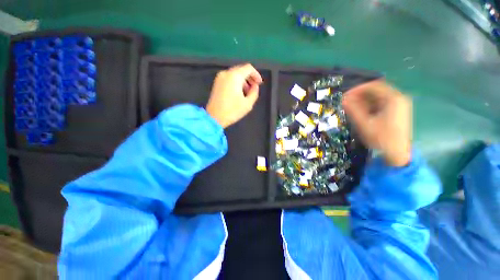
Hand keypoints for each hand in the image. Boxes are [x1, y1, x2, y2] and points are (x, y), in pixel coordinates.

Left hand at [206, 64, 262, 127]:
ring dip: (243, 81)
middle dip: (249, 78)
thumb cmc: (232, 111)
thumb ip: (254, 92)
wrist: (214, 118)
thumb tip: (255, 86)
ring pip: (235, 74)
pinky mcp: (216, 83)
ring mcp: (219, 78)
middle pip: (241, 70)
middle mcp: (226, 73)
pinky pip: (229, 79)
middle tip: (254, 88)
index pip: (248, 68)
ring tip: (247, 93)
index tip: (259, 84)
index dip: (256, 75)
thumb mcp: (248, 103)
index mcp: (234, 76)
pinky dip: (236, 83)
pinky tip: (238, 93)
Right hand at [342, 80, 411, 166]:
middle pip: (376, 90)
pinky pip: (381, 103)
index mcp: (393, 99)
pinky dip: (370, 105)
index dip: (357, 89)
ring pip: (378, 97)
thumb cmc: (381, 138)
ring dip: (363, 100)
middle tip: (346, 102)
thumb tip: (343, 100)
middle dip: (359, 95)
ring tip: (351, 108)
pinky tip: (361, 112)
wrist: (397, 154)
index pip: (373, 86)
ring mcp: (399, 105)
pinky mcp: (397, 111)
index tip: (344, 96)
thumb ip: (353, 110)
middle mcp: (398, 98)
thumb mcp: (364, 124)